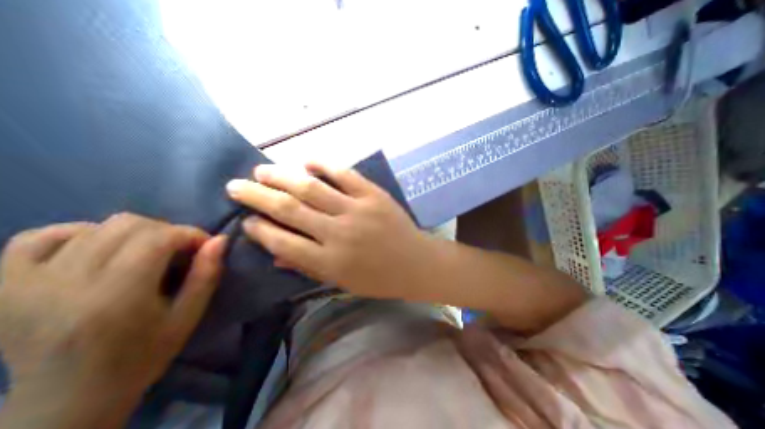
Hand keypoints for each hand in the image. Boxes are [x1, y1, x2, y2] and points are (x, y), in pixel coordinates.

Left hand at [1, 214, 223, 428]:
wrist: (65, 401)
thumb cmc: (143, 355)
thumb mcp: (188, 316)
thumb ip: (207, 275)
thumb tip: (219, 239)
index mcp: (115, 298)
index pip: (157, 238)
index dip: (189, 233)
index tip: (204, 245)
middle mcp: (63, 286)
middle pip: (127, 225)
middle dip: (166, 231)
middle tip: (179, 250)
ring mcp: (20, 285)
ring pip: (94, 226)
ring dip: (134, 233)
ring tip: (146, 252)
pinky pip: (38, 237)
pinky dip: (78, 233)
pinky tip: (97, 248)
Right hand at [224, 163, 433, 299]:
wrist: (416, 263)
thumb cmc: (379, 278)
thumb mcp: (342, 282)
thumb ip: (308, 267)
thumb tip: (275, 254)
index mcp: (329, 262)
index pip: (282, 242)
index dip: (259, 230)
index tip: (246, 221)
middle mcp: (338, 233)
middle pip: (289, 209)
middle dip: (258, 196)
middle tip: (236, 185)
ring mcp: (357, 210)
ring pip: (311, 187)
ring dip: (282, 176)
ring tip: (261, 170)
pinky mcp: (374, 195)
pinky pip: (344, 174)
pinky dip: (323, 164)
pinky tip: (306, 161)